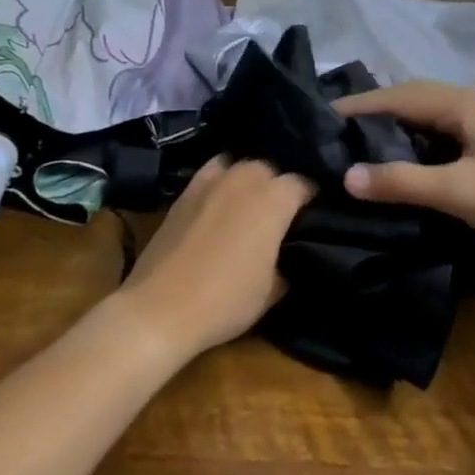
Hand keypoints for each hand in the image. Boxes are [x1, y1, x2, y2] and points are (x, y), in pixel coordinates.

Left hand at [115, 157, 312, 359]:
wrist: (161, 308)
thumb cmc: (226, 300)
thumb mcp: (272, 291)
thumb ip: (287, 263)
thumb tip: (288, 256)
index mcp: (275, 198)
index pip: (303, 184)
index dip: (311, 198)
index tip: (313, 214)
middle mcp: (246, 178)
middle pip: (272, 169)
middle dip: (279, 185)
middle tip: (282, 212)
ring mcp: (213, 180)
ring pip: (242, 166)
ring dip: (251, 179)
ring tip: (252, 202)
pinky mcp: (186, 191)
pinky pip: (213, 172)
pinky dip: (222, 178)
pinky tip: (222, 195)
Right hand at [334, 81, 474, 262]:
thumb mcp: (459, 191)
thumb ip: (403, 182)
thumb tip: (346, 176)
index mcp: (461, 103)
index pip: (398, 96)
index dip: (359, 105)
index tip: (321, 115)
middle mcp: (468, 104)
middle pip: (409, 99)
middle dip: (372, 111)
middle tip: (334, 129)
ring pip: (424, 116)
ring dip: (392, 125)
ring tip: (357, 142)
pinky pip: (437, 133)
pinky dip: (412, 140)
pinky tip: (399, 159)